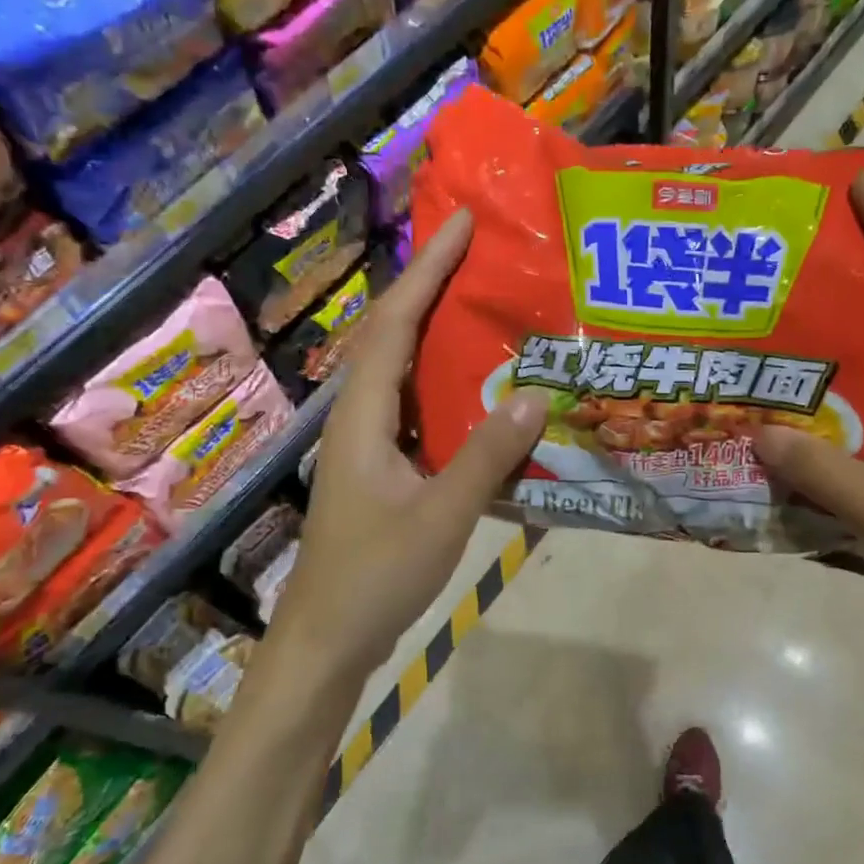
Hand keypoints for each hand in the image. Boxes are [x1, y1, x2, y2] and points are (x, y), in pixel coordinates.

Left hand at [263, 210, 548, 683]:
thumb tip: (536, 394)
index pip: (395, 323)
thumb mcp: (442, 515)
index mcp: (363, 414)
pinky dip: (446, 387)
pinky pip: (416, 409)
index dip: (427, 270)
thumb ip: (488, 455)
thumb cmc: (375, 576)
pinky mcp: (382, 469)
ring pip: (403, 372)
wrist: (328, 639)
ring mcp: (369, 444)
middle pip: (393, 335)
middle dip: (432, 287)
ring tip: (488, 307)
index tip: (462, 224)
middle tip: (483, 255)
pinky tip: (482, 392)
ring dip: (438, 334)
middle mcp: (360, 417)